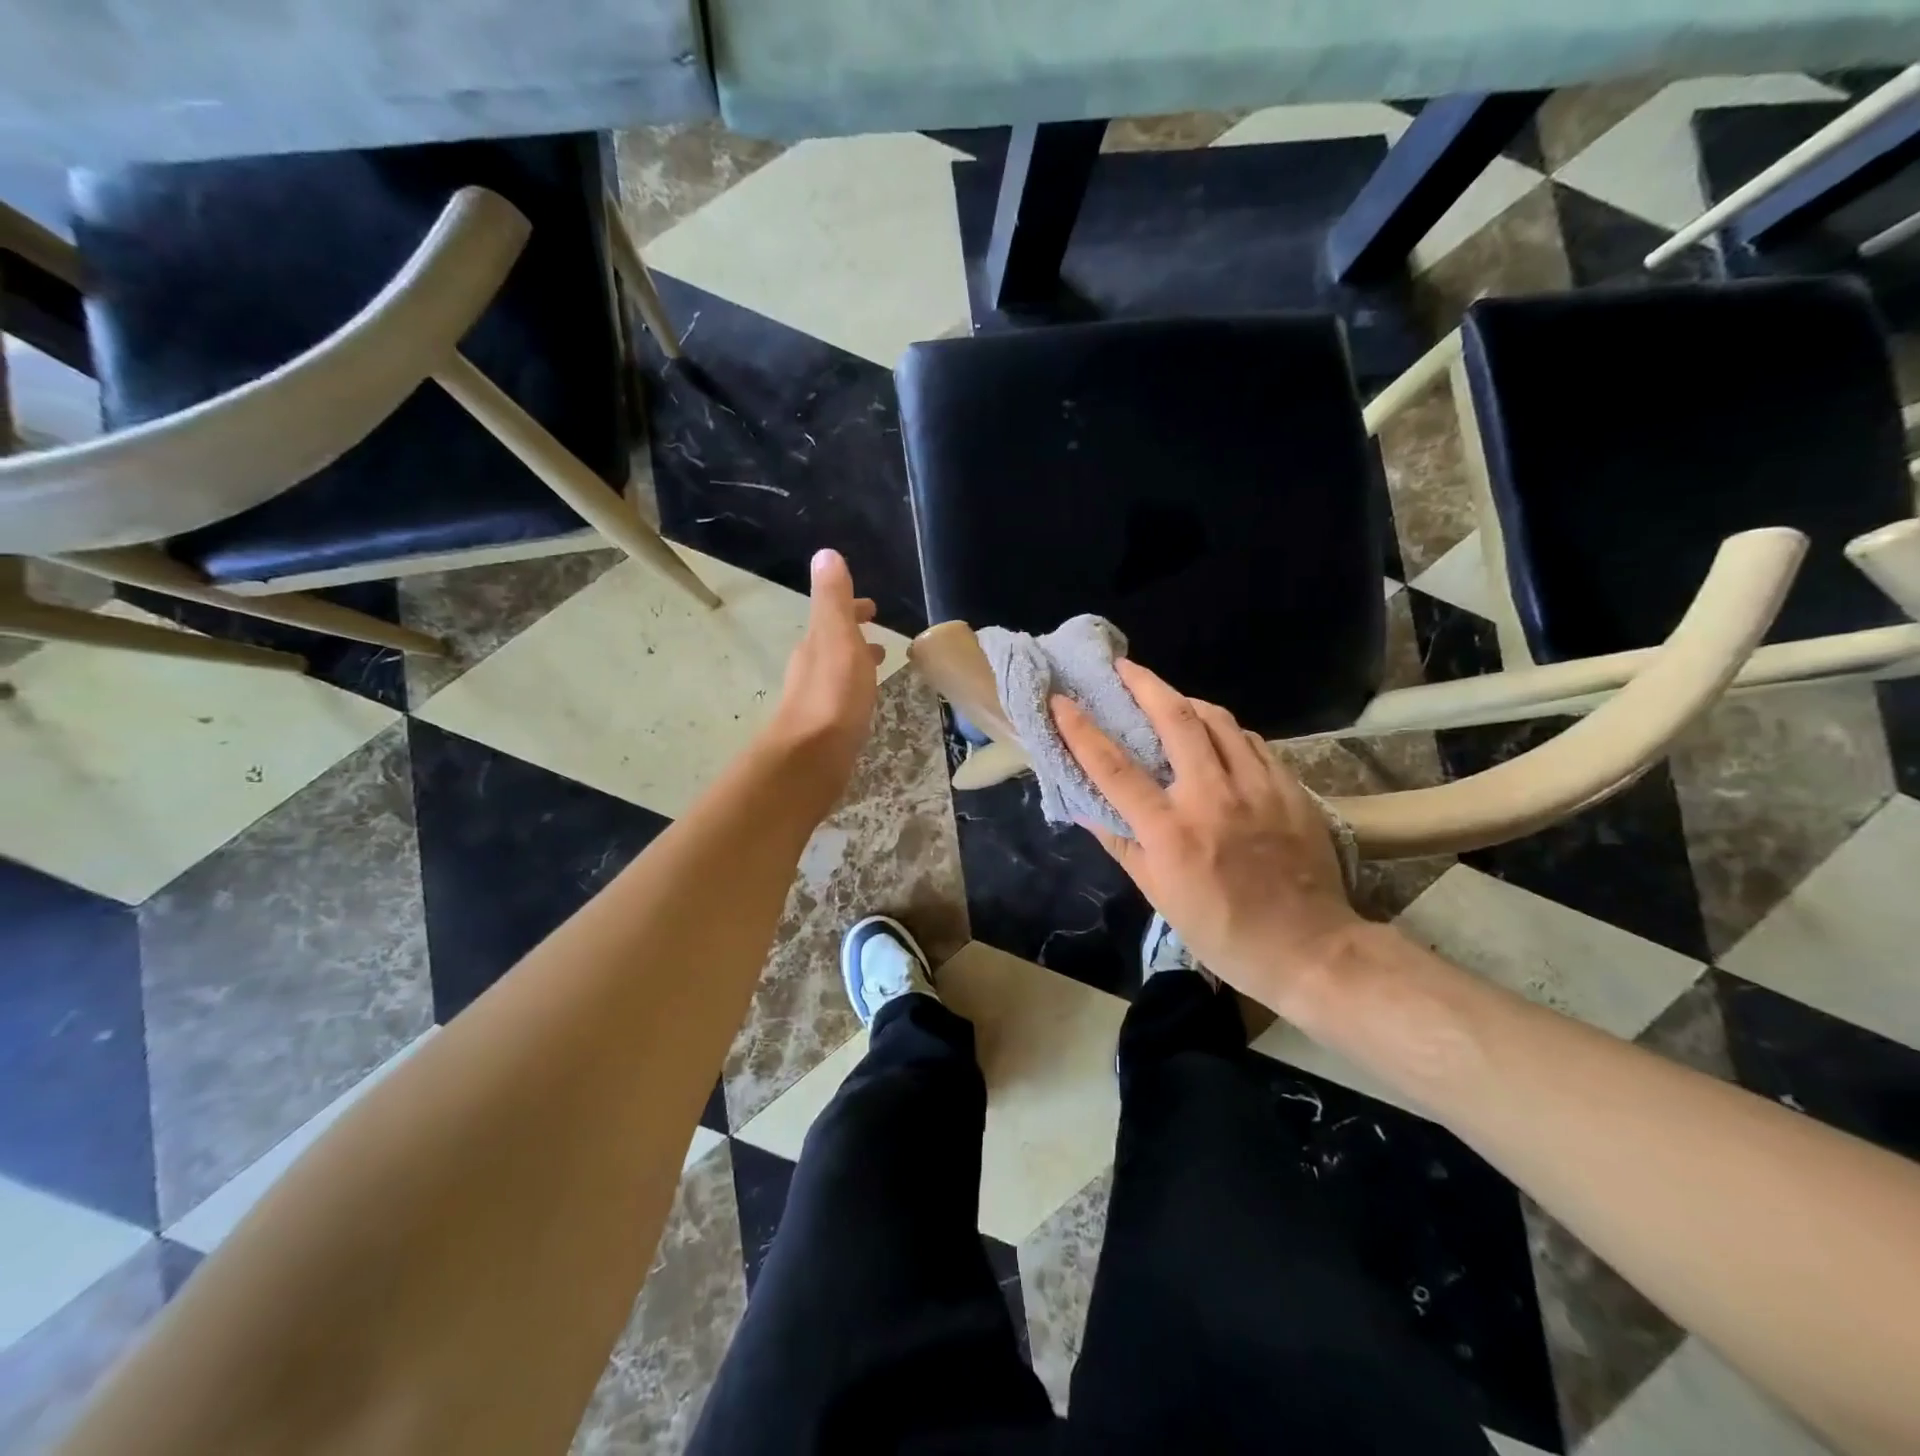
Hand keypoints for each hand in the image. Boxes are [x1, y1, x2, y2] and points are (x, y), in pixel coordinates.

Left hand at [767, 549, 884, 802]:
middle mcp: (811, 669)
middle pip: (834, 644)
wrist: (812, 758)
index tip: (872, 607)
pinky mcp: (825, 729)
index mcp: (816, 644)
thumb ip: (833, 598)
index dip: (852, 609)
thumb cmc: (833, 694)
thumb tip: (825, 554)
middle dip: (854, 636)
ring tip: (878, 666)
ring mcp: (816, 701)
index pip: (834, 616)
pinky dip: (856, 690)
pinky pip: (843, 699)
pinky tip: (865, 704)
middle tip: (879, 639)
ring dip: (856, 664)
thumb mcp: (836, 637)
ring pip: (839, 672)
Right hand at [1051, 660, 1361, 1009]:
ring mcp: (1257, 787)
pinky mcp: (1289, 788)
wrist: (1308, 948)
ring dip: (1187, 700)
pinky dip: (1226, 730)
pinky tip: (1218, 736)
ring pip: (1219, 720)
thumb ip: (1121, 844)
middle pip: (1175, 719)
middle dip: (1144, 684)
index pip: (1114, 768)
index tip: (1062, 700)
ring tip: (1168, 698)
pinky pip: (1251, 742)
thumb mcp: (1159, 895)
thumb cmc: (1222, 930)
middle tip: (1124, 668)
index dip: (1082, 730)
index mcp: (1171, 830)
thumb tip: (1086, 807)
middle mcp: (1212, 797)